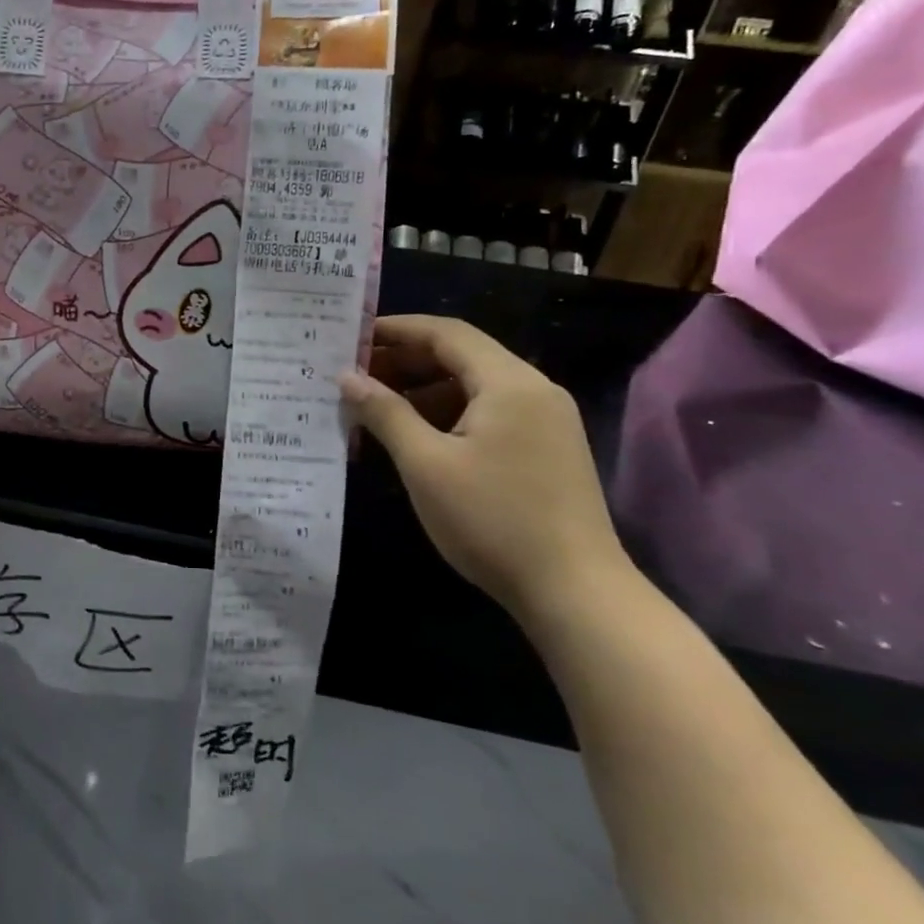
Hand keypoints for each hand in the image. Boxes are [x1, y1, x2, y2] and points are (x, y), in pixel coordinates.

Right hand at [339, 315, 630, 615]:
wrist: (576, 593)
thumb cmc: (493, 520)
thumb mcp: (426, 465)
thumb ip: (385, 413)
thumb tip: (347, 378)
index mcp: (510, 383)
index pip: (446, 333)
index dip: (396, 329)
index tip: (351, 336)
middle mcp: (534, 390)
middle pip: (462, 356)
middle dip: (406, 360)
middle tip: (356, 374)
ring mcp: (546, 421)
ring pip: (475, 387)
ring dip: (424, 389)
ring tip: (376, 406)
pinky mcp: (547, 450)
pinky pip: (490, 413)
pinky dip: (448, 414)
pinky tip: (417, 436)